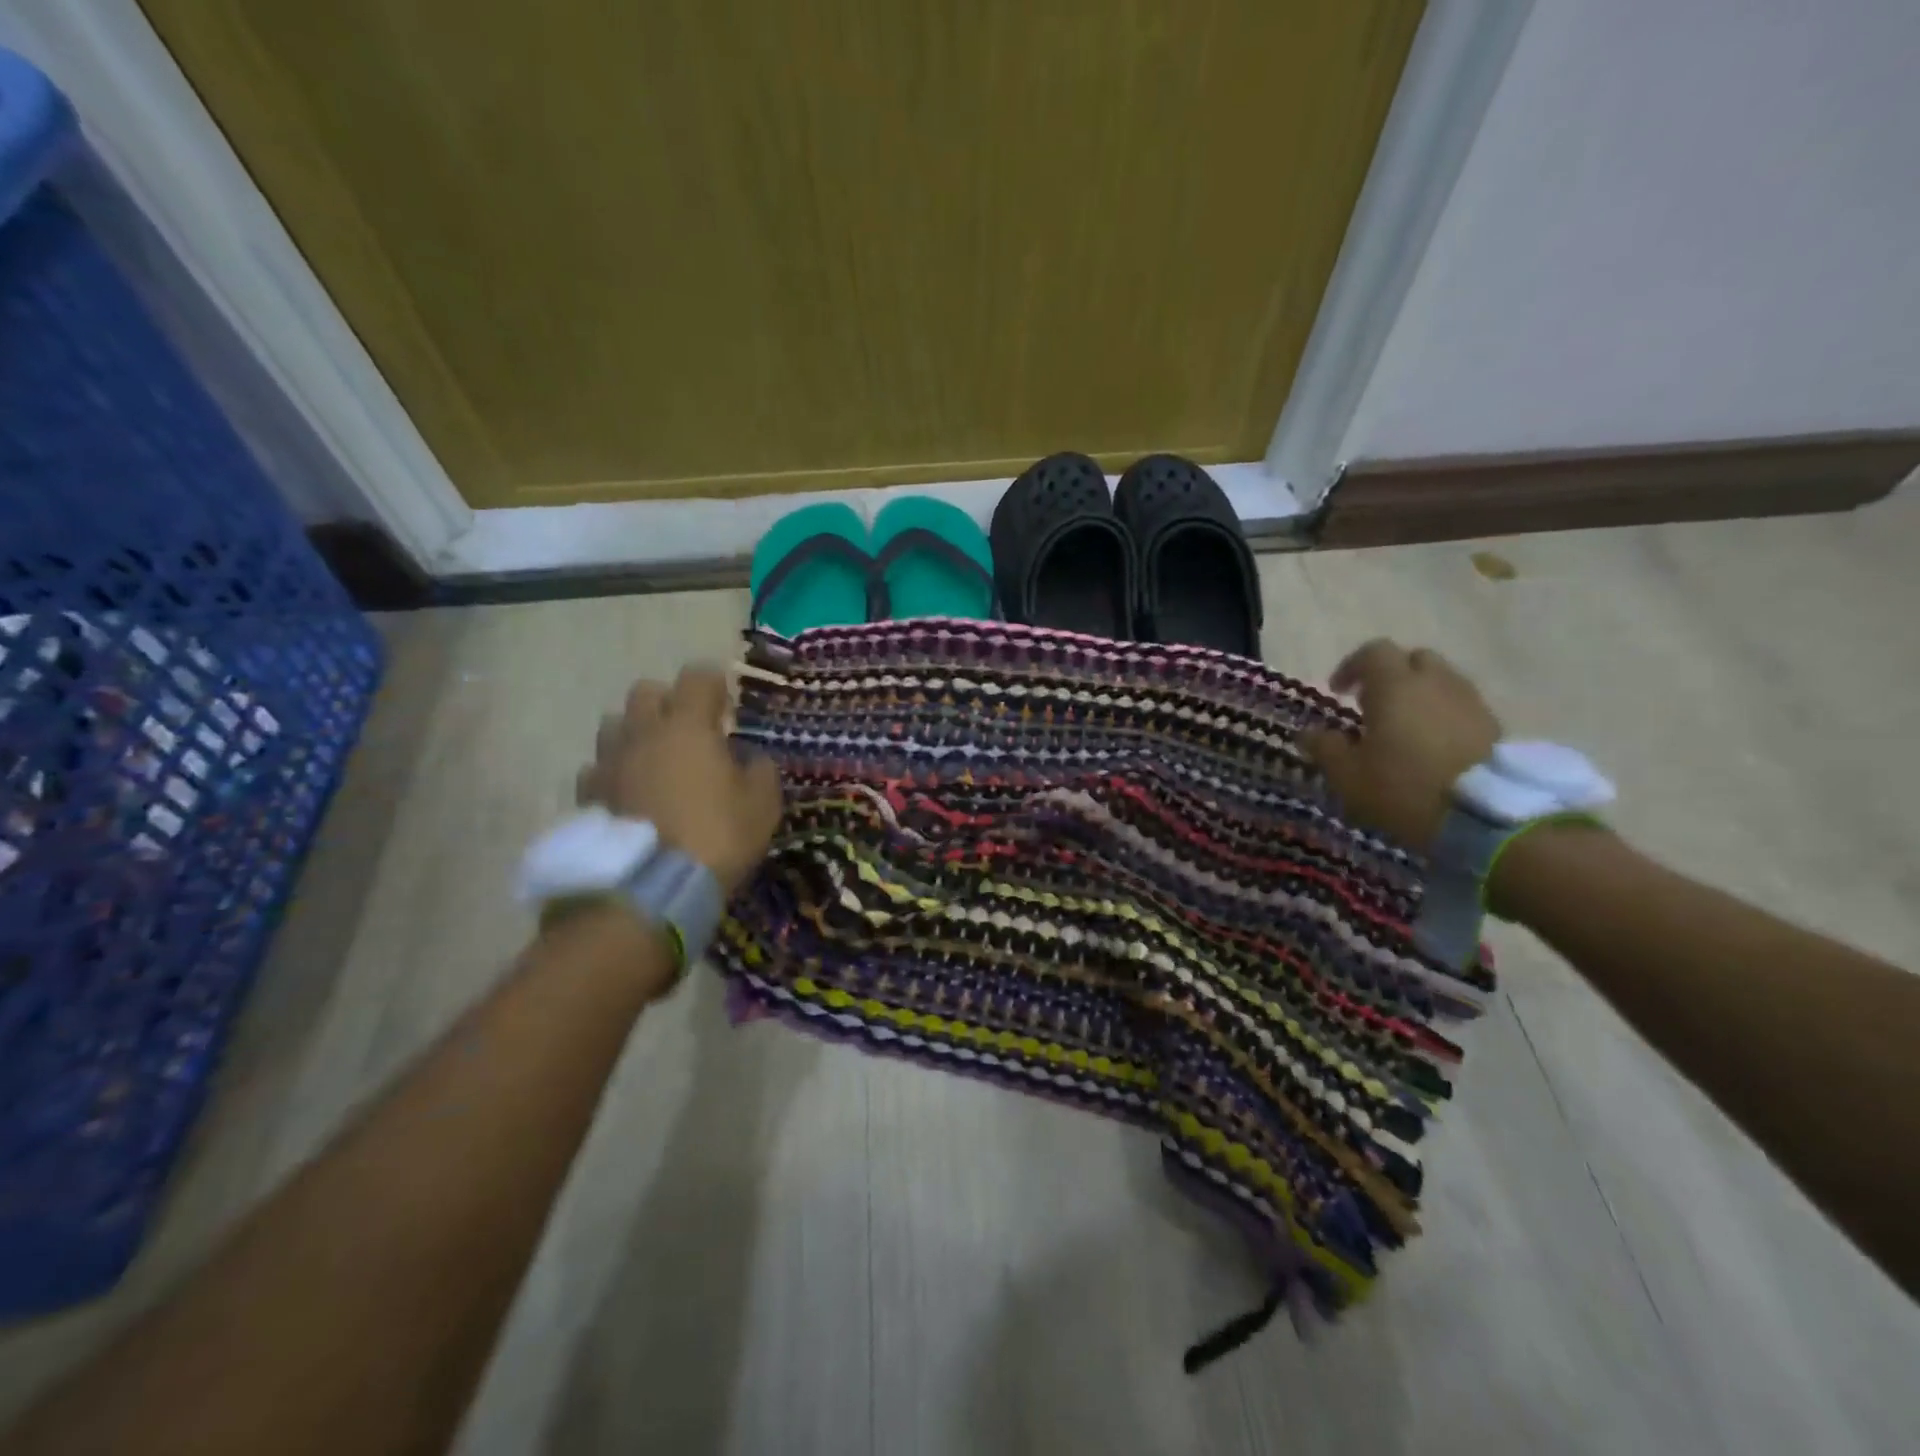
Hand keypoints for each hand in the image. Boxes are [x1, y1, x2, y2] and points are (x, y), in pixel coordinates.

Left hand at [575, 666, 782, 893]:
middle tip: (689, 732)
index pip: (697, 677)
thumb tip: (750, 759)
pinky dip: (614, 774)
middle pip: (646, 692)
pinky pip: (597, 769)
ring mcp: (608, 763)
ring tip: (655, 762)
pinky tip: (629, 796)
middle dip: (669, 703)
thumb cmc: (717, 837)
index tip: (726, 708)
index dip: (715, 685)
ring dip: (636, 734)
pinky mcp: (588, 797)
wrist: (651, 889)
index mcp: (687, 727)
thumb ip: (760, 770)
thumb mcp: (762, 805)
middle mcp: (642, 733)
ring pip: (614, 726)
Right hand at [1299, 640, 1500, 850]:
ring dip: (1420, 694)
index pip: (1373, 652)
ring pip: (1442, 680)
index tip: (1338, 692)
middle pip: (1413, 659)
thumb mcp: (1348, 775)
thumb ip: (1325, 748)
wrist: (1483, 816)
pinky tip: (1433, 745)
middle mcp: (1435, 682)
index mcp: (1395, 686)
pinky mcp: (1494, 726)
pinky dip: (1444, 714)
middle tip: (1374, 704)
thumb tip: (1307, 733)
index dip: (1352, 667)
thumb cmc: (1403, 788)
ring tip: (1404, 726)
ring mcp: (1470, 702)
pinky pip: (1462, 706)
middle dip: (1392, 675)